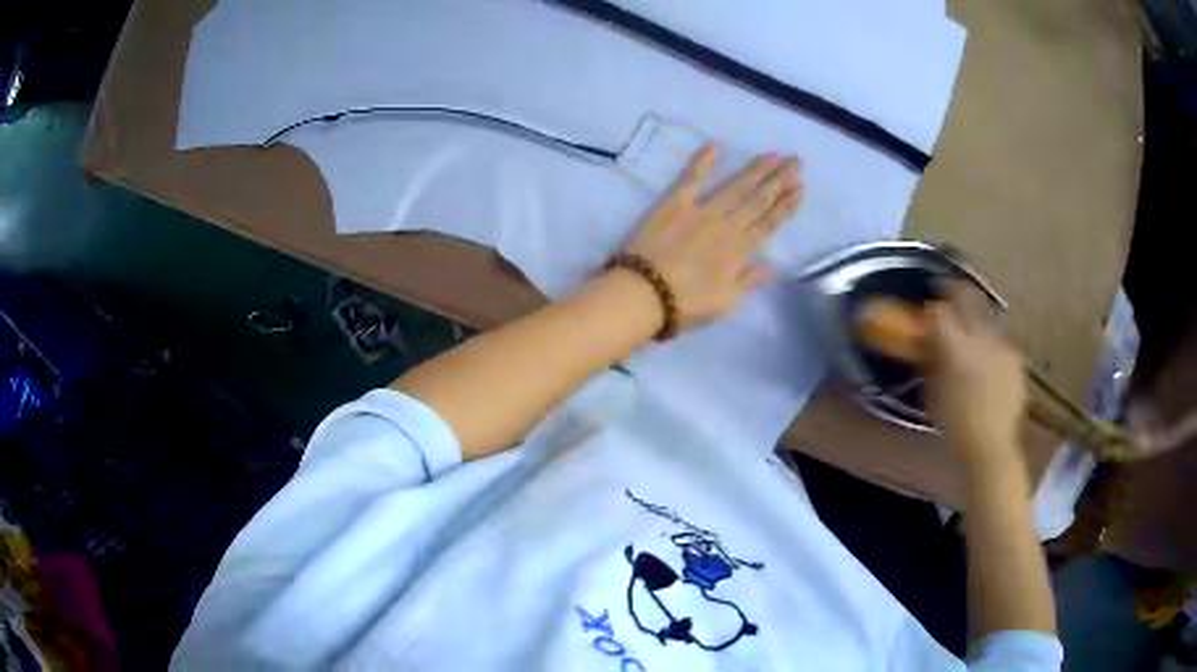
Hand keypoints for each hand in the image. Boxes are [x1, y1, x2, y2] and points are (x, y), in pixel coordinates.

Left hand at [621, 144, 802, 330]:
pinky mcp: (674, 204)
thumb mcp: (725, 302)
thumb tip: (768, 267)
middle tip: (796, 161)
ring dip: (755, 169)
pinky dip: (703, 161)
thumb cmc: (686, 304)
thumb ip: (747, 281)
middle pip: (758, 198)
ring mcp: (701, 210)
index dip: (786, 206)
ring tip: (773, 154)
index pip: (769, 223)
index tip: (800, 188)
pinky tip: (715, 145)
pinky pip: (691, 178)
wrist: (644, 293)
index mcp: (740, 249)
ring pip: (735, 186)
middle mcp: (727, 224)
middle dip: (779, 180)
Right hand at [926, 283, 1025, 465]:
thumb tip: (929, 342)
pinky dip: (992, 345)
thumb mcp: (933, 394)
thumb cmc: (955, 425)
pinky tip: (989, 361)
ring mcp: (1002, 345)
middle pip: (968, 298)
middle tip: (948, 296)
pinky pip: (1000, 341)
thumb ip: (932, 361)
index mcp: (956, 347)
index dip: (932, 306)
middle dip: (956, 293)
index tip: (928, 307)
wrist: (992, 447)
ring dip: (976, 320)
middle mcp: (981, 336)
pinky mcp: (1016, 358)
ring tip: (972, 335)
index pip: (939, 311)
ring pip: (986, 317)